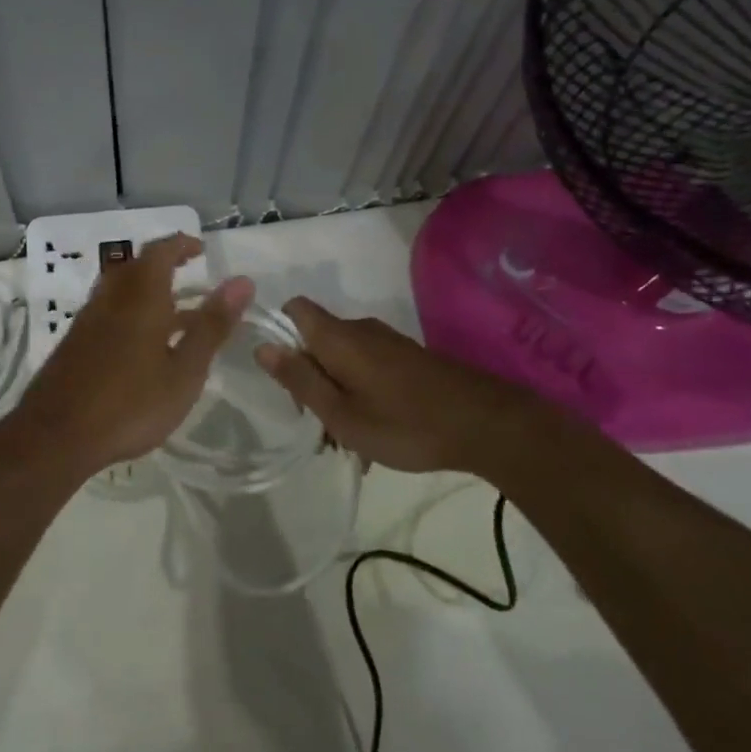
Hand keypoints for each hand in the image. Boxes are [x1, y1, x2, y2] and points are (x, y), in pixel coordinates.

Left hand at [12, 234, 252, 475]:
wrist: (55, 437)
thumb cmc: (130, 405)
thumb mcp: (184, 371)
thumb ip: (211, 326)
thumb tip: (242, 281)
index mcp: (140, 298)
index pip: (160, 252)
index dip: (182, 245)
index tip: (202, 250)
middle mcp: (110, 300)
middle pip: (135, 267)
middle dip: (164, 265)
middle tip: (190, 276)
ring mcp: (87, 322)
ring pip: (119, 291)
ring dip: (147, 291)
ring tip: (176, 315)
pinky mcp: (74, 345)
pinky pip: (107, 313)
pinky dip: (131, 314)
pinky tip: (144, 346)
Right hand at [254, 298, 527, 473]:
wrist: (488, 425)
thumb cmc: (404, 424)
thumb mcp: (341, 413)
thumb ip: (300, 379)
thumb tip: (262, 345)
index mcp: (338, 338)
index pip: (295, 309)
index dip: (280, 334)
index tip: (284, 377)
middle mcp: (361, 330)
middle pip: (317, 341)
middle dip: (309, 379)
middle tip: (319, 428)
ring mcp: (389, 343)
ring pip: (343, 360)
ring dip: (336, 394)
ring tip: (348, 442)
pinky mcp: (409, 358)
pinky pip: (368, 368)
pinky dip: (360, 394)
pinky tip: (374, 433)